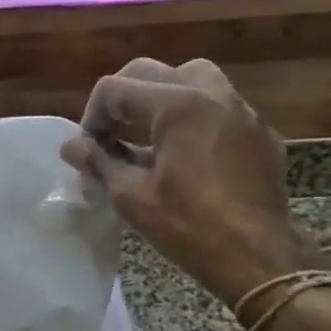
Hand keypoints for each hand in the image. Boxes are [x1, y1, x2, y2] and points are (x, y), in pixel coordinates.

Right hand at [62, 58, 317, 307]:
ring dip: (161, 96)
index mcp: (177, 105)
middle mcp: (211, 95)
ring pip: (191, 78)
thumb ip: (98, 162)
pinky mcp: (259, 133)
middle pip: (151, 72)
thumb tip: (71, 146)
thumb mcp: (131, 196)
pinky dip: (193, 116)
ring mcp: (241, 111)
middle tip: (110, 135)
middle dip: (122, 100)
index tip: (88, 149)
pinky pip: (219, 106)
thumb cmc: (189, 227)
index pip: (116, 88)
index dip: (92, 116)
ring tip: (148, 133)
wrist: (259, 258)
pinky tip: (185, 153)